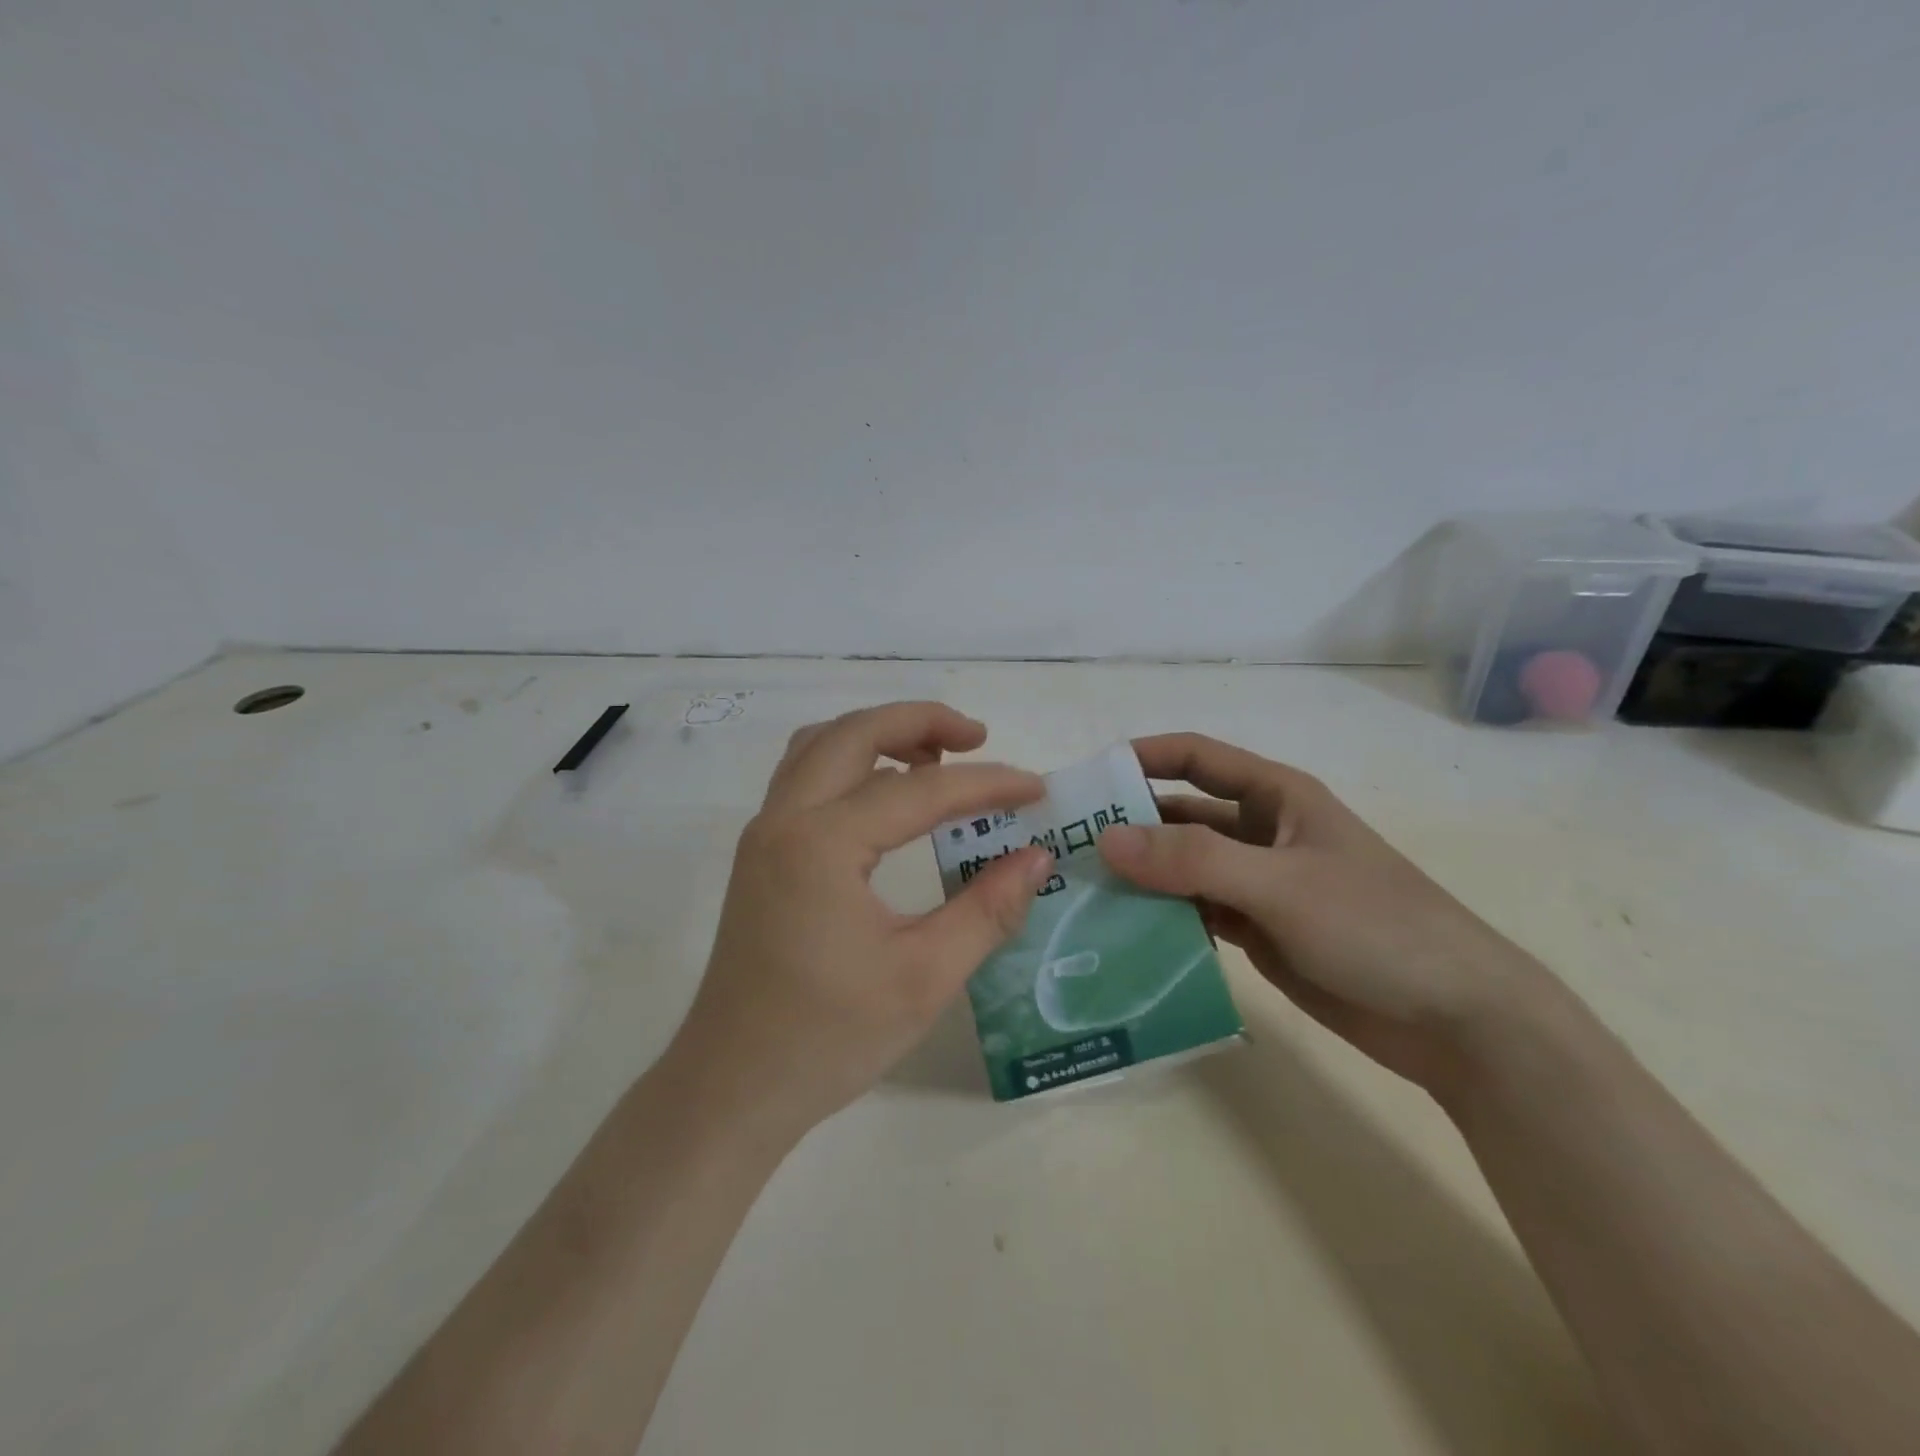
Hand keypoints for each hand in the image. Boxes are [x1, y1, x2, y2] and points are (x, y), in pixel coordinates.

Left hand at [671, 702, 1052, 1138]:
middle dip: (920, 720)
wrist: (732, 1088)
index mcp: (822, 844)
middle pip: (854, 732)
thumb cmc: (828, 1039)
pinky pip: (806, 778)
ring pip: (821, 746)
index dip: (986, 785)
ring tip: (936, 758)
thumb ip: (987, 910)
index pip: (920, 791)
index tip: (1037, 790)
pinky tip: (888, 796)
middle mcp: (784, 820)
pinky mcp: (761, 855)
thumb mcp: (924, 978)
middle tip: (978, 738)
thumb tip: (1036, 856)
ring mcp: (765, 834)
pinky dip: (851, 763)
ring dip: (879, 735)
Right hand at [1097, 733, 1540, 1092]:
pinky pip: (1195, 913)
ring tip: (1080, 893)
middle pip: (1180, 816)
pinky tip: (1122, 934)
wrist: (1459, 1021)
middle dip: (1129, 824)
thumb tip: (1106, 839)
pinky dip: (1162, 919)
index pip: (1196, 757)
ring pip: (1183, 868)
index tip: (1086, 777)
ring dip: (1140, 877)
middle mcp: (1260, 833)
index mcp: (1276, 797)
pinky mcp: (1258, 931)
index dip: (1143, 757)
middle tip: (1066, 847)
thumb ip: (1193, 860)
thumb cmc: (1376, 928)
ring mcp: (1258, 885)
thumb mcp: (1280, 884)